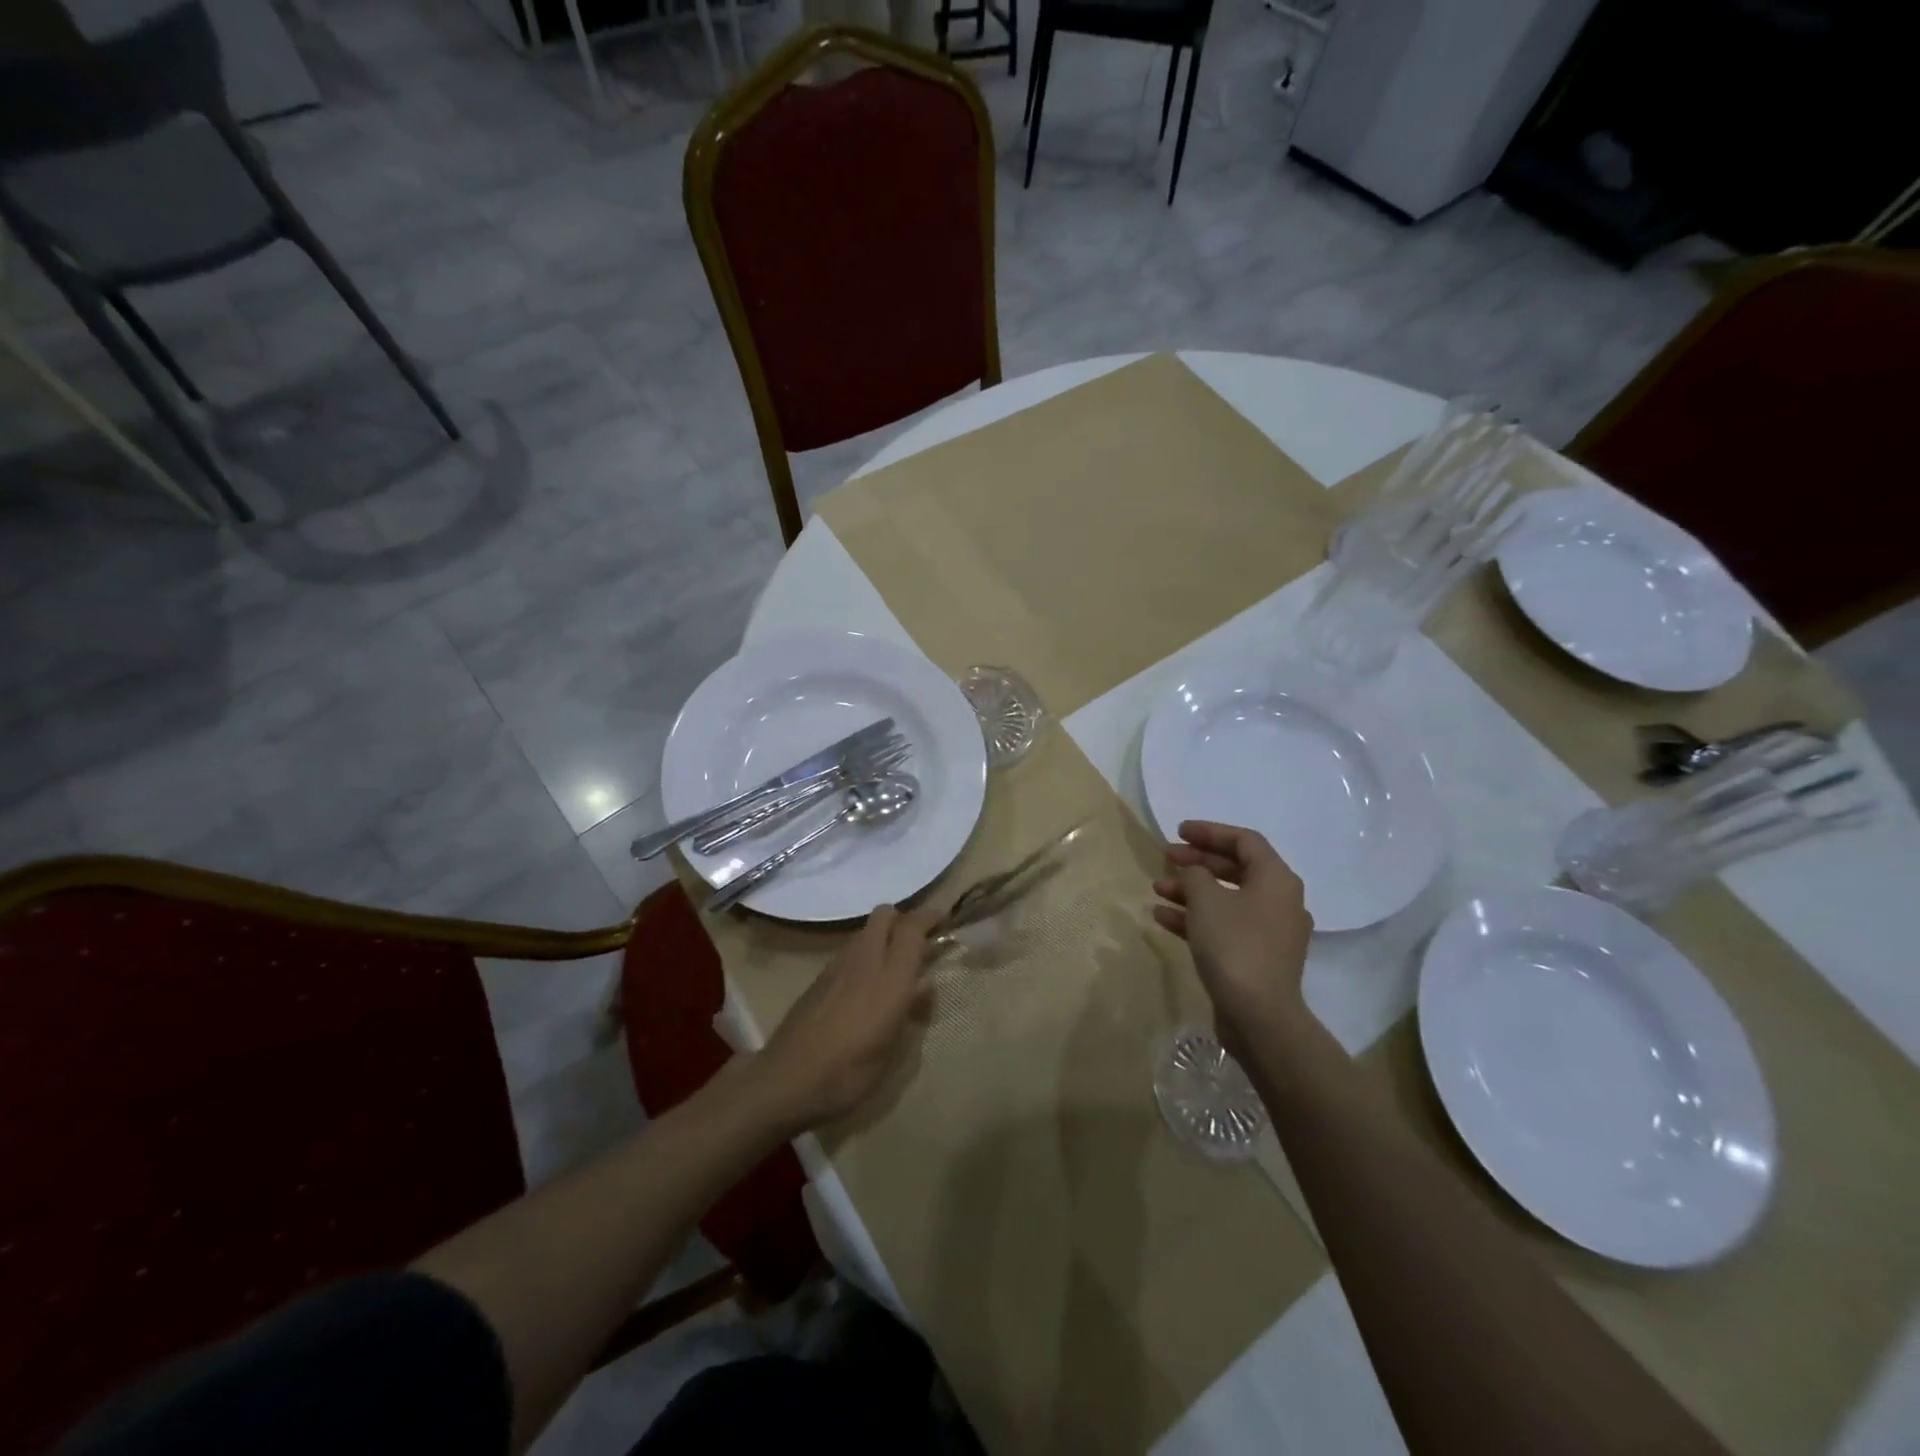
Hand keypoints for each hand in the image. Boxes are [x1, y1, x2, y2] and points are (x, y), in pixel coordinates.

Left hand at [757, 904, 939, 1130]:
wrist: (786, 1081)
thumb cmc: (850, 1073)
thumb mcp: (893, 1051)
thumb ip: (913, 1011)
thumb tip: (926, 986)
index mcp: (890, 977)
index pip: (912, 927)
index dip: (930, 916)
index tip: (944, 919)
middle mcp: (865, 960)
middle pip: (885, 915)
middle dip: (903, 920)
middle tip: (918, 944)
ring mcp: (838, 966)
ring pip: (866, 932)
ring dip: (883, 938)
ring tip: (894, 967)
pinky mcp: (819, 978)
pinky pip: (850, 952)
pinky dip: (864, 956)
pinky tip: (865, 986)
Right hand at [1152, 821, 1312, 1043]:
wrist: (1258, 1015)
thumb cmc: (1234, 945)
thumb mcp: (1206, 899)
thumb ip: (1195, 874)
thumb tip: (1193, 872)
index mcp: (1276, 879)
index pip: (1244, 841)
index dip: (1209, 832)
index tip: (1178, 832)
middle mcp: (1280, 900)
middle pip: (1235, 868)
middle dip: (1197, 862)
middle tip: (1165, 858)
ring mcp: (1270, 931)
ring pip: (1226, 899)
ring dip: (1191, 891)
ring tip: (1157, 889)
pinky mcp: (1257, 957)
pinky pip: (1224, 925)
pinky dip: (1196, 918)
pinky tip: (1163, 918)